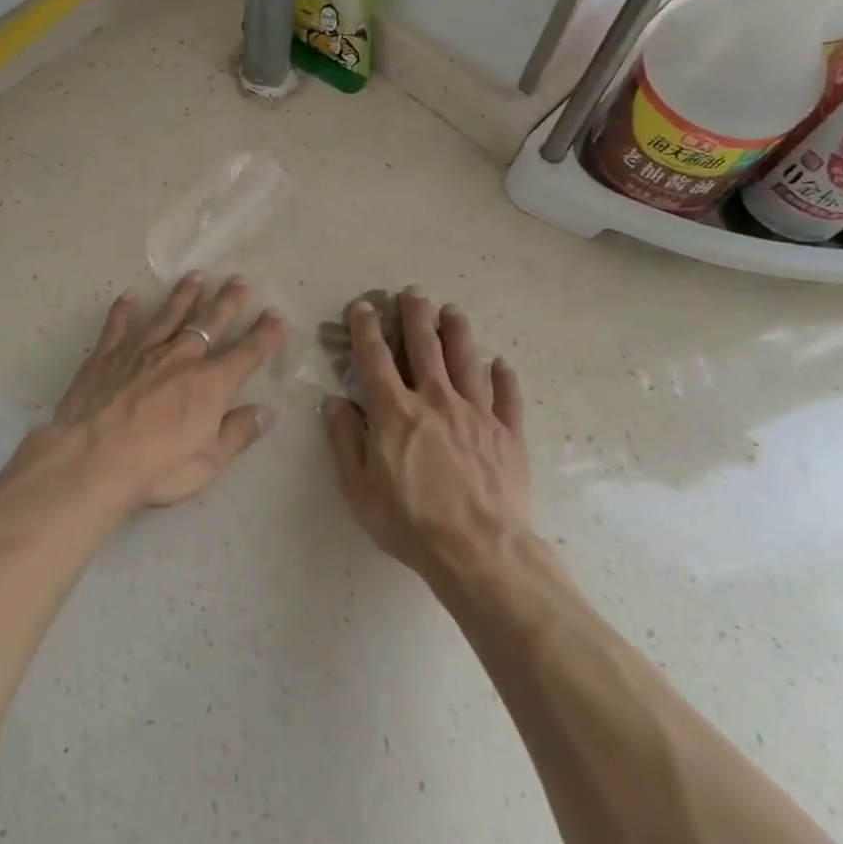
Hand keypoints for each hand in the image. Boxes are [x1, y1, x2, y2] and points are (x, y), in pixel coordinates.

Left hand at [28, 273, 287, 512]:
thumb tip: (266, 413)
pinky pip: (118, 325)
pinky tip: (130, 296)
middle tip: (239, 280)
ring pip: (168, 315)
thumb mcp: (209, 463)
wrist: (91, 460)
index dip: (265, 334)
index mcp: (210, 383)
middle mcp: (180, 357)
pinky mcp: (106, 355)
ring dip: (184, 295)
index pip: (247, 353)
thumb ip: (238, 434)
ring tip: (196, 276)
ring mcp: (141, 351)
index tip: (276, 315)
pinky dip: (124, 310)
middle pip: (209, 322)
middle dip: (227, 301)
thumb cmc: (156, 467)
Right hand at [323, 288, 530, 576]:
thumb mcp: (358, 487)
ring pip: (467, 361)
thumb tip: (334, 401)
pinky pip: (507, 397)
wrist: (478, 550)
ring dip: (458, 332)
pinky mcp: (508, 434)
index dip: (366, 329)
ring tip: (453, 310)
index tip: (363, 306)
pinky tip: (501, 364)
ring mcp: (477, 414)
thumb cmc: (409, 521)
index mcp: (395, 412)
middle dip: (416, 315)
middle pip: (425, 347)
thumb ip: (344, 439)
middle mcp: (436, 401)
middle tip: (413, 292)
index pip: (376, 358)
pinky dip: (504, 377)